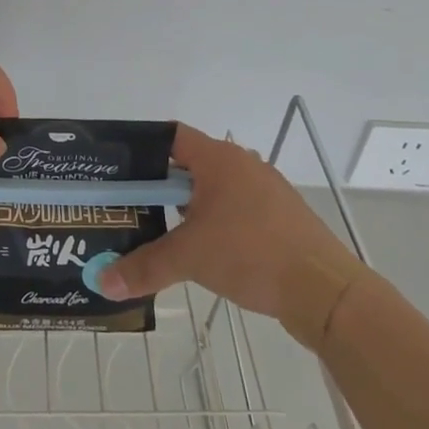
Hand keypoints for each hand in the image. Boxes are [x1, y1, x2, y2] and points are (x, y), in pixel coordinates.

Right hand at [97, 123, 359, 318]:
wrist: (326, 291)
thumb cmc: (252, 254)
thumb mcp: (189, 258)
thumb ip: (144, 267)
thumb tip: (102, 283)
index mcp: (219, 159)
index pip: (169, 137)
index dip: (141, 150)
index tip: (117, 172)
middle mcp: (242, 165)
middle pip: (188, 165)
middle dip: (158, 187)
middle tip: (129, 207)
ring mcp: (265, 191)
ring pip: (213, 191)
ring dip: (186, 208)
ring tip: (158, 232)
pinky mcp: (279, 218)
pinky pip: (235, 211)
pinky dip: (213, 224)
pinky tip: (201, 251)